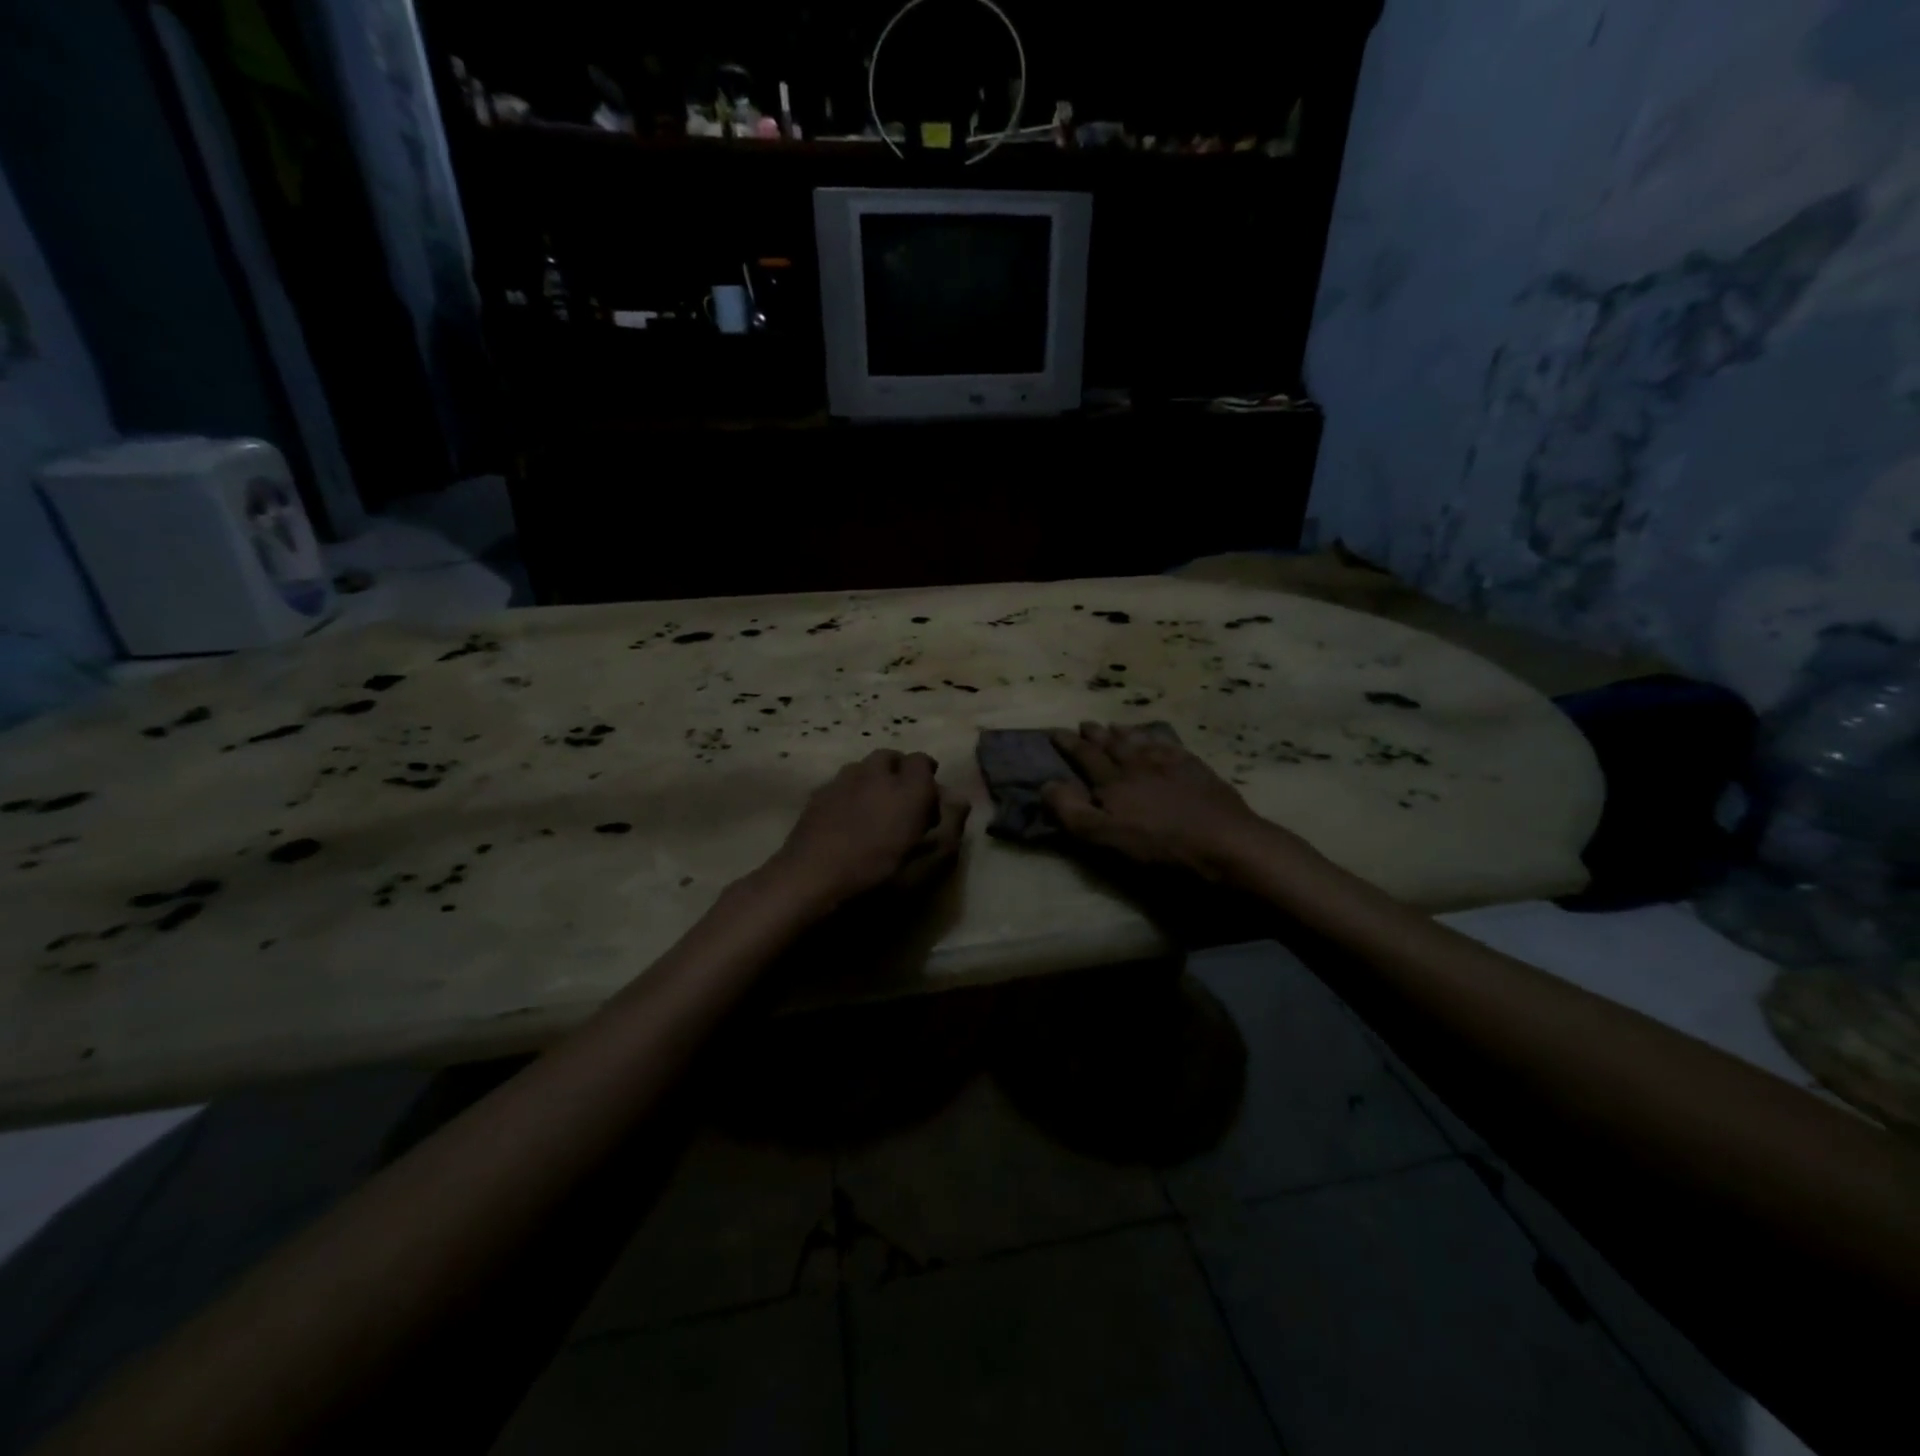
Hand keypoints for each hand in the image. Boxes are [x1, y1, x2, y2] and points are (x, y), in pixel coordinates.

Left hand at [768, 750, 969, 908]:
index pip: (922, 761)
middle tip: (903, 803)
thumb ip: (950, 827)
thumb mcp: (929, 865)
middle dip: (900, 772)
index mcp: (908, 788)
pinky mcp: (816, 796)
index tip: (930, 805)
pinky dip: (850, 793)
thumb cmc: (878, 879)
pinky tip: (847, 821)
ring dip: (873, 780)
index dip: (928, 778)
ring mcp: (841, 782)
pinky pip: (840, 783)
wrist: (809, 884)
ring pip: (862, 767)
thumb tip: (959, 799)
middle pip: (890, 757)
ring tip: (874, 810)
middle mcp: (875, 775)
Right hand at [1044, 722, 1295, 879]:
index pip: (1084, 757)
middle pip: (1112, 744)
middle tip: (1084, 724)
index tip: (1055, 732)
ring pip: (1141, 741)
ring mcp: (1170, 763)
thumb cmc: (1159, 846)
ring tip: (1116, 726)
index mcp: (1113, 781)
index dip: (1068, 745)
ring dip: (1125, 732)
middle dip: (1095, 734)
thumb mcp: (1105, 837)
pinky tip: (1159, 740)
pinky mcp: (1197, 769)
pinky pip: (1171, 746)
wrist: (1224, 842)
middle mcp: (1138, 764)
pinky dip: (1159, 739)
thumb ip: (1072, 812)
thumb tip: (1046, 784)